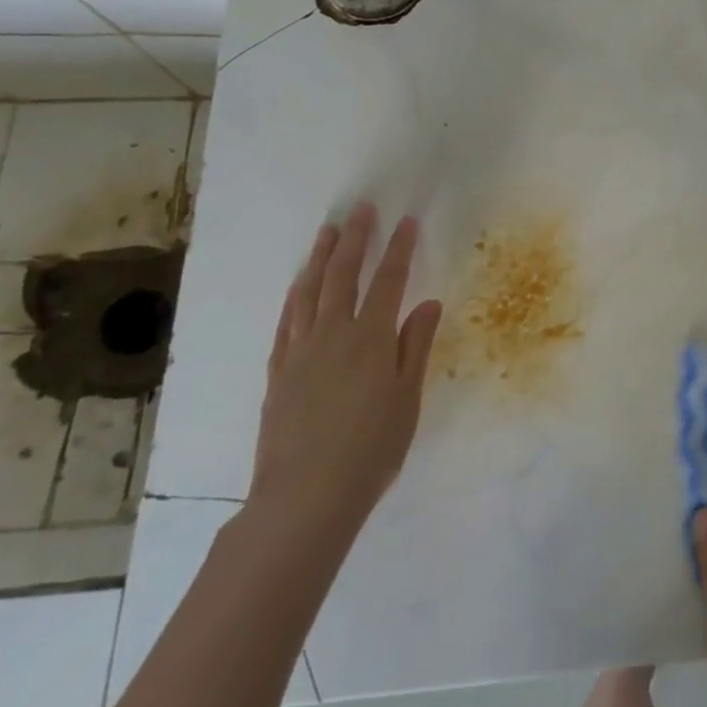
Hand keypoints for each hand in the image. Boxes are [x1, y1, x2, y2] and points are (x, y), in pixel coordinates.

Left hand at [249, 202, 442, 536]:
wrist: (306, 496)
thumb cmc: (371, 448)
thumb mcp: (407, 398)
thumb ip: (416, 346)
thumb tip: (428, 303)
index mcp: (371, 339)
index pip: (389, 282)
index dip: (399, 250)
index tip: (407, 222)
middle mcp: (332, 334)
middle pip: (343, 276)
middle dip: (355, 240)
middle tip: (362, 211)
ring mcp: (300, 351)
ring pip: (309, 292)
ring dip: (320, 258)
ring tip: (328, 232)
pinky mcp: (278, 371)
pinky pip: (286, 321)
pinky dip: (295, 295)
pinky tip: (300, 285)